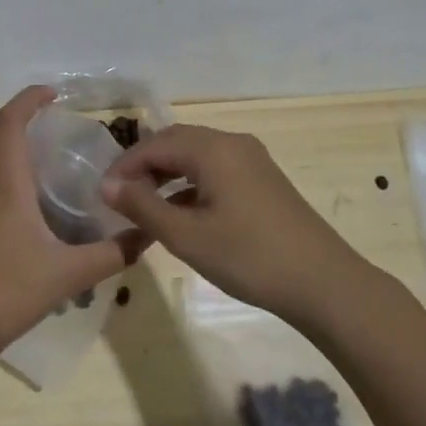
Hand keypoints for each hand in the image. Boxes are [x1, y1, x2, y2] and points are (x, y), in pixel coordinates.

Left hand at [0, 86, 141, 368]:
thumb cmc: (13, 292)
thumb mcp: (72, 274)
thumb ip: (114, 252)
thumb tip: (148, 234)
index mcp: (7, 185)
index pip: (9, 122)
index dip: (28, 99)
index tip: (52, 95)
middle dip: (13, 118)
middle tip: (43, 127)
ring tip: (23, 158)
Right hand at [99, 123, 366, 320]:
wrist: (323, 283)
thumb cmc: (248, 257)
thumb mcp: (186, 235)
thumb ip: (142, 206)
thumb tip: (106, 185)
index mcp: (213, 149)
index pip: (154, 144)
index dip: (124, 166)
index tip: (101, 194)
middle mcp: (232, 143)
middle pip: (176, 142)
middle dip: (144, 166)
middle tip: (120, 197)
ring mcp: (252, 160)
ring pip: (196, 156)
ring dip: (167, 174)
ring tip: (144, 206)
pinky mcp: (263, 179)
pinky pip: (216, 169)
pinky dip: (191, 184)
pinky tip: (181, 213)